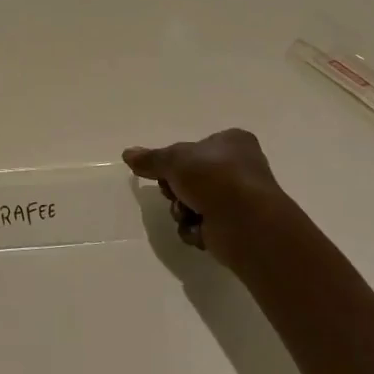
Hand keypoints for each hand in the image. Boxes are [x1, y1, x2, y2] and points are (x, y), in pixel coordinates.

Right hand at [122, 129, 301, 271]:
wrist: (246, 223)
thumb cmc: (215, 178)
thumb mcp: (174, 160)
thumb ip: (150, 159)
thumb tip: (127, 154)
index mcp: (233, 142)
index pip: (197, 147)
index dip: (177, 160)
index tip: (165, 170)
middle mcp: (239, 168)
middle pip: (191, 177)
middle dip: (176, 189)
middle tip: (173, 191)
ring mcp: (238, 199)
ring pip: (193, 203)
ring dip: (183, 210)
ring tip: (188, 214)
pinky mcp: (234, 227)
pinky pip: (202, 226)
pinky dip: (195, 229)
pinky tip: (199, 230)